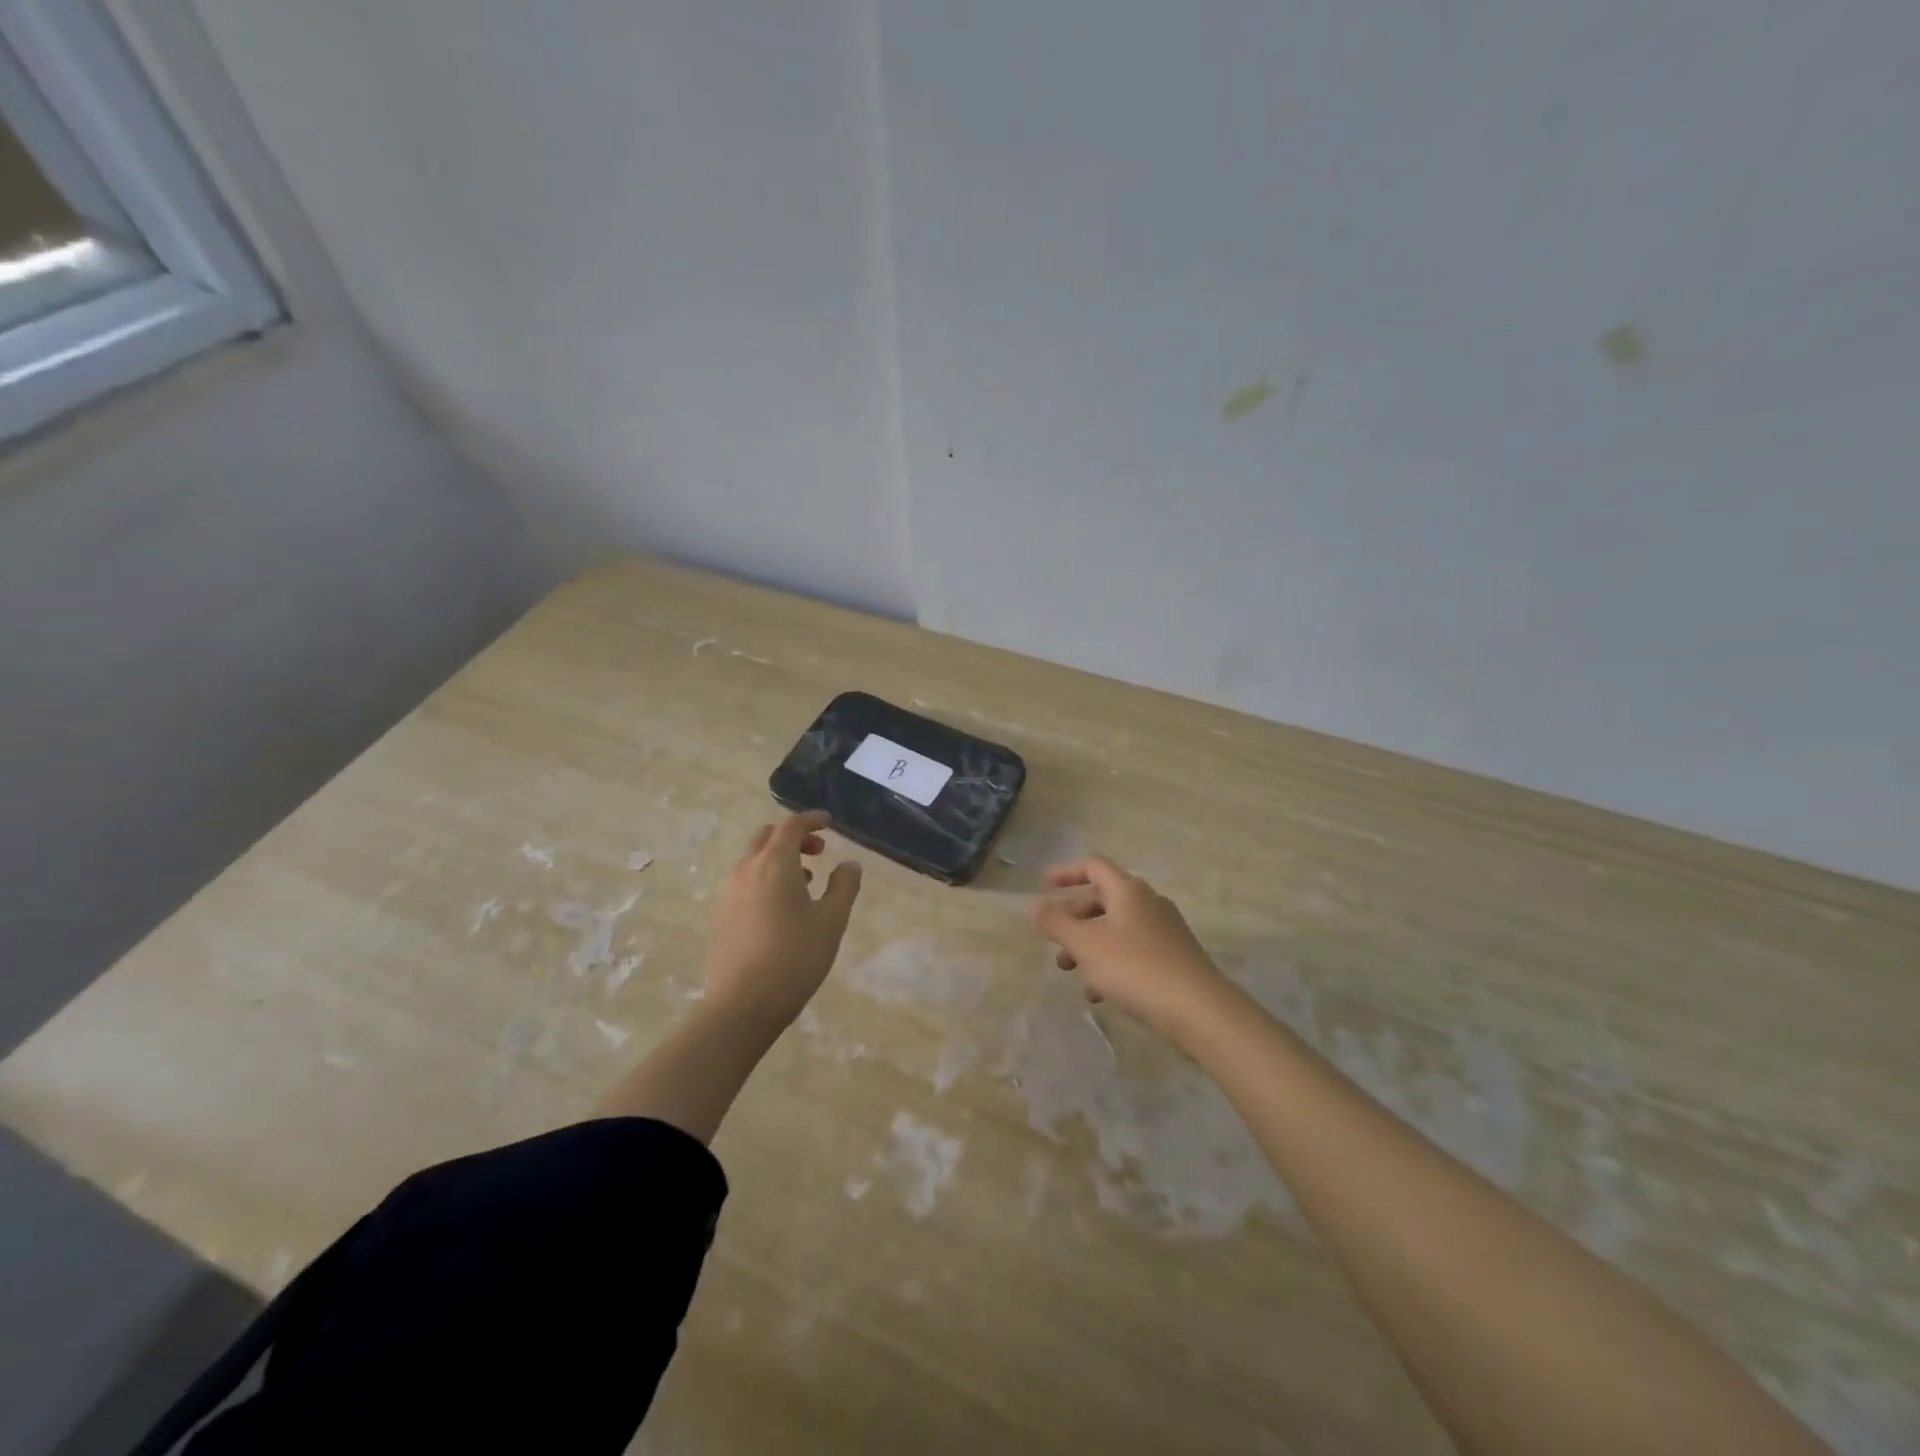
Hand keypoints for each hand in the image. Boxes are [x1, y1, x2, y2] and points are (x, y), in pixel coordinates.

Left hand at [703, 811, 862, 1030]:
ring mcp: (727, 893)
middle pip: (767, 837)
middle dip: (794, 836)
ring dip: (779, 859)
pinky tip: (781, 907)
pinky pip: (744, 881)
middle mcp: (745, 870)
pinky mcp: (719, 915)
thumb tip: (849, 864)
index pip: (791, 826)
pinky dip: (765, 878)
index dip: (811, 819)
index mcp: (774, 864)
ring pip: (753, 860)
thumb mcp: (831, 921)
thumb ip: (844, 887)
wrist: (741, 1006)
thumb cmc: (794, 958)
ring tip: (805, 881)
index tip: (829, 823)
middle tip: (819, 850)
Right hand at [1034, 855, 1228, 1043]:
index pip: (1094, 866)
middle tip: (1053, 937)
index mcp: (1128, 890)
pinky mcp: (1174, 958)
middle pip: (1104, 898)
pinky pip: (1133, 952)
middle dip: (1074, 916)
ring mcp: (1165, 931)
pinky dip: (1111, 963)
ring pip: (1117, 928)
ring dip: (1089, 944)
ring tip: (1069, 970)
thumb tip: (1036, 905)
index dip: (1066, 872)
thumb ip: (1057, 923)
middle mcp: (1148, 903)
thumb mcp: (1086, 945)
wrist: (1199, 1010)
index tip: (1043, 884)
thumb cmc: (1135, 968)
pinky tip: (1098, 994)